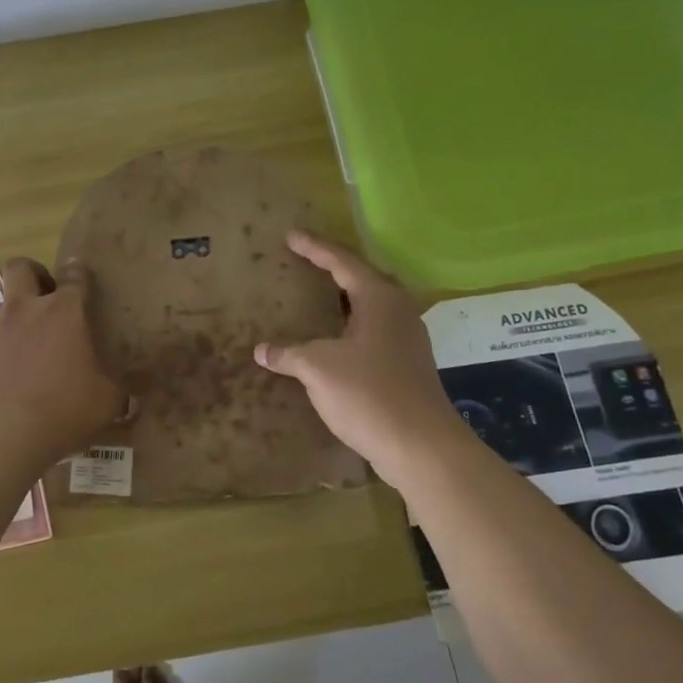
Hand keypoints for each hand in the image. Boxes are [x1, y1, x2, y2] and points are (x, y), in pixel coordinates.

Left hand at [0, 257, 127, 466]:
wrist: (3, 431)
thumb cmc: (64, 406)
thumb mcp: (105, 402)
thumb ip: (116, 392)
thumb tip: (128, 399)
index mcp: (64, 311)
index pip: (75, 276)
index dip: (80, 273)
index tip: (84, 277)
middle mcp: (27, 309)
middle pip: (21, 268)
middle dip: (35, 273)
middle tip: (49, 294)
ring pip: (4, 301)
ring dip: (18, 310)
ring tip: (33, 337)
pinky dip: (6, 344)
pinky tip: (18, 368)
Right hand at [254, 231, 461, 485]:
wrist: (420, 446)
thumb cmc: (368, 394)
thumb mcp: (318, 368)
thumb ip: (289, 354)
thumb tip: (261, 350)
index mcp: (379, 298)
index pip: (342, 261)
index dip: (314, 248)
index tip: (290, 236)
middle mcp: (398, 310)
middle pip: (363, 278)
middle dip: (334, 268)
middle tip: (307, 260)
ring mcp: (407, 338)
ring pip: (371, 305)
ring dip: (345, 298)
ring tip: (318, 296)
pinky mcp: (408, 363)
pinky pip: (375, 329)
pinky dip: (351, 325)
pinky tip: (335, 339)